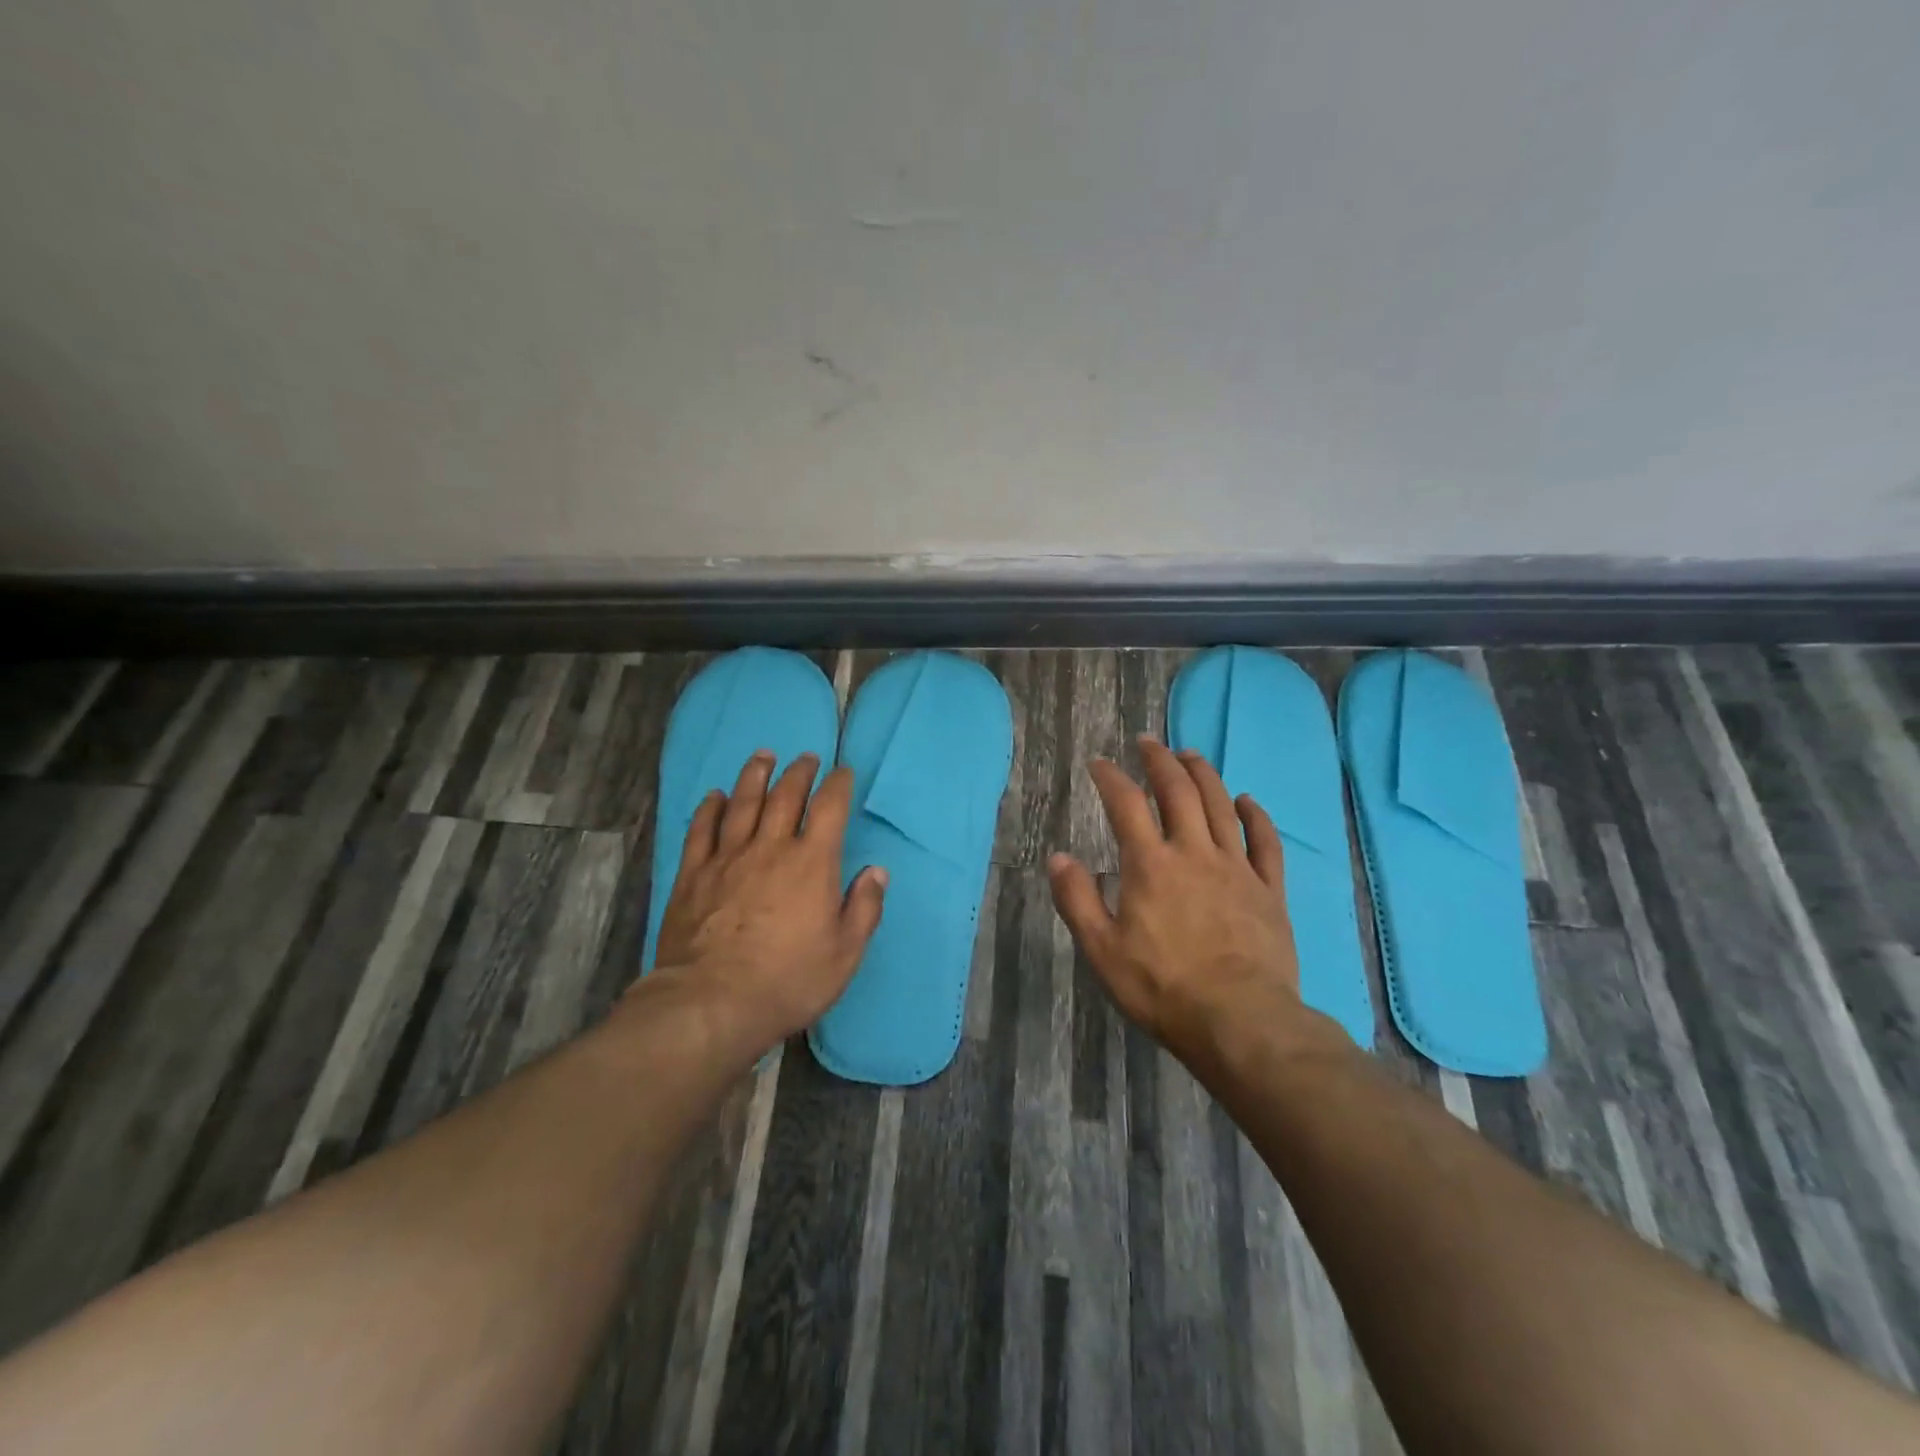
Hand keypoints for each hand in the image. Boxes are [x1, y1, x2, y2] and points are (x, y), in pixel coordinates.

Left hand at [651, 750, 886, 1054]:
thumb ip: (864, 908)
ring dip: (755, 775)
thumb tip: (876, 872)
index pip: (829, 808)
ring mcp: (727, 858)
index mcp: (811, 863)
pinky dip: (710, 808)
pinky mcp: (693, 874)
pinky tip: (715, 796)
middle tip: (806, 758)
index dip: (838, 784)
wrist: (711, 1002)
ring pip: (743, 803)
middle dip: (799, 772)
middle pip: (785, 796)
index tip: (843, 772)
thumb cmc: (788, 980)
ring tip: (764, 756)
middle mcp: (770, 848)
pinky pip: (702, 829)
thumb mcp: (845, 953)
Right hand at [1049, 737, 1340, 1065]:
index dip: (1110, 777)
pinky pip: (1264, 841)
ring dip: (1204, 774)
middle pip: (1178, 792)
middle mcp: (1193, 853)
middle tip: (1148, 741)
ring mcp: (1236, 868)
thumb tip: (1058, 857)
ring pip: (1220, 806)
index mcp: (1150, 865)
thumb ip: (1077, 899)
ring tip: (1190, 754)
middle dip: (1160, 761)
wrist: (1240, 1020)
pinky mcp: (1268, 889)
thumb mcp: (1102, 950)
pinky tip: (1246, 800)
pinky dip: (1255, 815)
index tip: (1099, 762)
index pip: (1126, 805)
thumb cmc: (1162, 987)